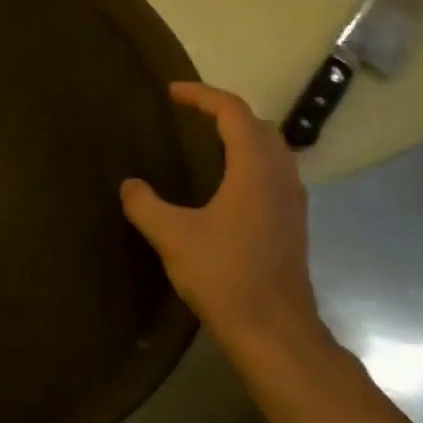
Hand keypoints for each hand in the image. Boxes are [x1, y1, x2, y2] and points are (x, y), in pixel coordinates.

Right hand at [121, 82, 328, 367]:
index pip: (233, 112)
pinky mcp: (292, 223)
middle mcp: (280, 176)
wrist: (273, 330)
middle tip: (188, 116)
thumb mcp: (172, 236)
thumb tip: (130, 185)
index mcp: (254, 168)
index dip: (202, 96)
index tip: (172, 92)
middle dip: (224, 113)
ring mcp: (292, 201)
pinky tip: (225, 185)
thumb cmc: (224, 275)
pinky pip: (273, 173)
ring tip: (205, 144)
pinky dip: (249, 162)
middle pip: (258, 125)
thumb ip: (145, 205)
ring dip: (241, 137)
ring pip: (271, 150)